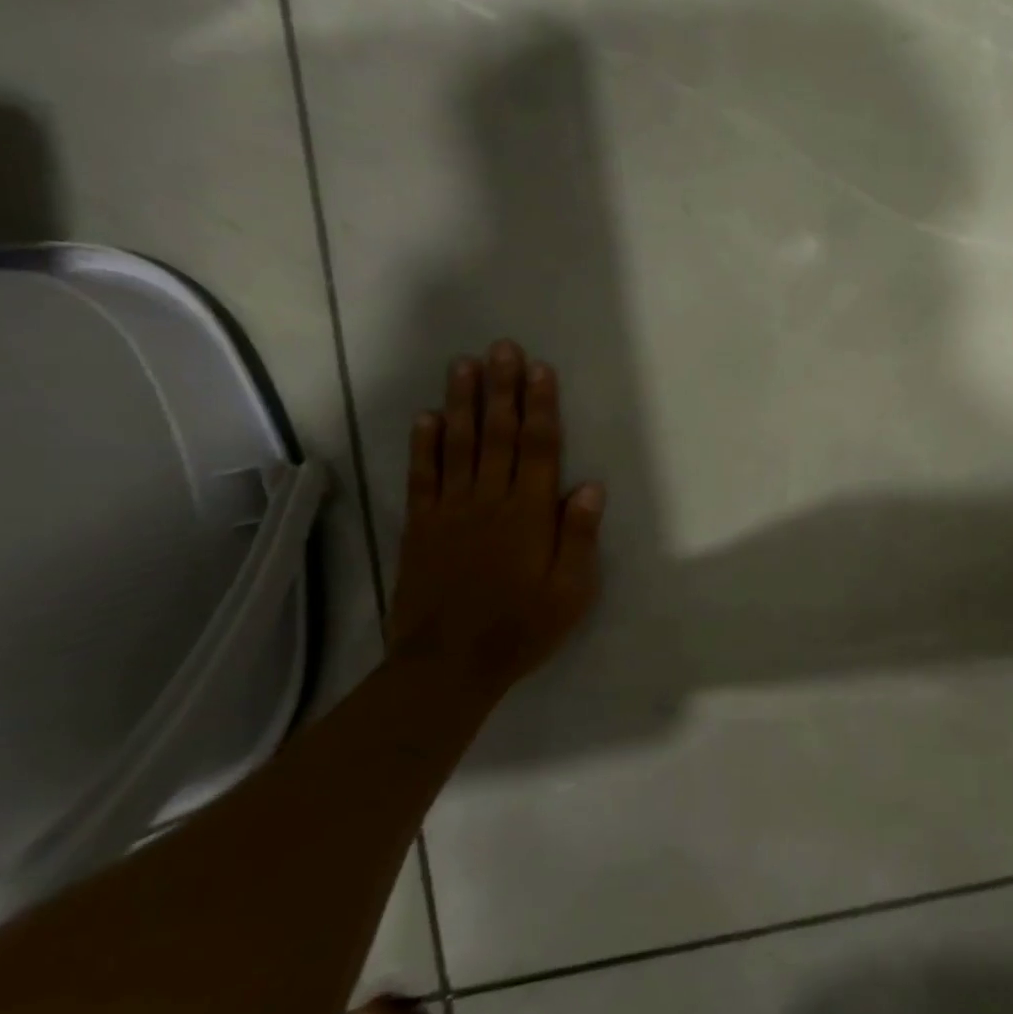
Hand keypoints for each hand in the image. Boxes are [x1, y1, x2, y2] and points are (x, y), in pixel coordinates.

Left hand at [386, 340, 604, 688]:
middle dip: (502, 388)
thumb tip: (591, 486)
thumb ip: (579, 536)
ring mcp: (451, 511)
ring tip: (464, 365)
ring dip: (462, 403)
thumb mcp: (570, 592)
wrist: (449, 665)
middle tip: (501, 348)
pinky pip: (422, 477)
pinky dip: (423, 445)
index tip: (540, 369)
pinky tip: (426, 417)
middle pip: (497, 434)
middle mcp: (490, 500)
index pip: (538, 448)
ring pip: (458, 445)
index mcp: (529, 513)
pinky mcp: (421, 527)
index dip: (540, 406)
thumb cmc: (521, 628)